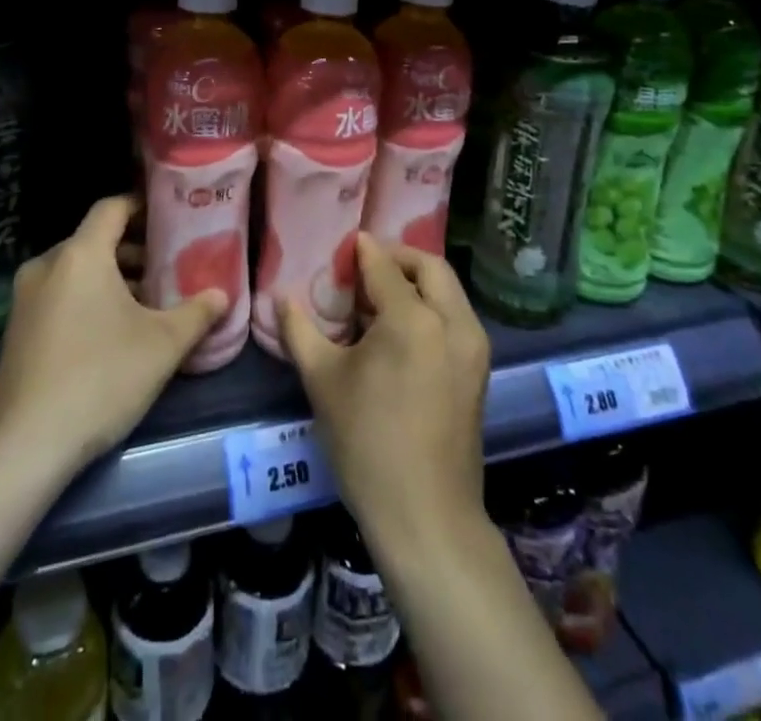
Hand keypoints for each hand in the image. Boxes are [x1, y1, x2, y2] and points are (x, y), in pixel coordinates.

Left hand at [0, 195, 225, 479]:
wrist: (24, 444)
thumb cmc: (100, 378)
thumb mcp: (162, 346)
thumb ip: (196, 314)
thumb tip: (221, 295)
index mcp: (80, 254)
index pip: (112, 207)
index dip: (142, 206)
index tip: (171, 217)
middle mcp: (47, 265)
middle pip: (95, 240)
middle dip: (133, 249)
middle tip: (168, 266)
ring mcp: (25, 298)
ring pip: (76, 270)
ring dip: (111, 277)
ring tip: (147, 302)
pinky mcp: (16, 329)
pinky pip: (59, 294)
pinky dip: (86, 298)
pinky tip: (112, 331)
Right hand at [279, 236, 489, 551]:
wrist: (426, 516)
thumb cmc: (367, 443)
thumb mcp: (323, 380)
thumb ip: (300, 329)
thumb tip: (281, 297)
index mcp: (413, 319)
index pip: (385, 266)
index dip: (363, 251)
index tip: (345, 245)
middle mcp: (452, 322)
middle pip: (429, 266)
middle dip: (397, 257)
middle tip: (365, 268)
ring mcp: (473, 346)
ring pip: (448, 290)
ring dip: (417, 281)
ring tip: (380, 298)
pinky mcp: (480, 369)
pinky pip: (456, 316)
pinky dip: (432, 305)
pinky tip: (402, 329)